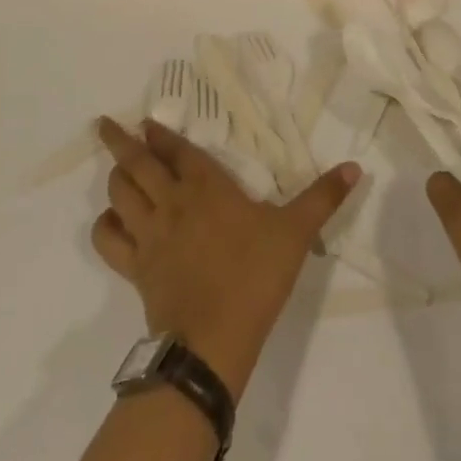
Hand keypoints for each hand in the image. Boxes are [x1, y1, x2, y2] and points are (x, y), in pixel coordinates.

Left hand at [93, 117, 360, 398]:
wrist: (214, 338)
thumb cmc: (255, 275)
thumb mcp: (296, 232)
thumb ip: (323, 197)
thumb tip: (355, 167)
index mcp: (206, 186)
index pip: (176, 149)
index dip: (160, 133)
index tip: (145, 121)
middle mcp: (171, 201)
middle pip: (136, 163)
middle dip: (118, 141)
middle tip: (105, 126)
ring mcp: (149, 234)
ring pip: (119, 194)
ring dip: (114, 176)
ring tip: (115, 168)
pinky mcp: (135, 267)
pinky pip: (108, 238)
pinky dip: (105, 224)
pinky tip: (112, 221)